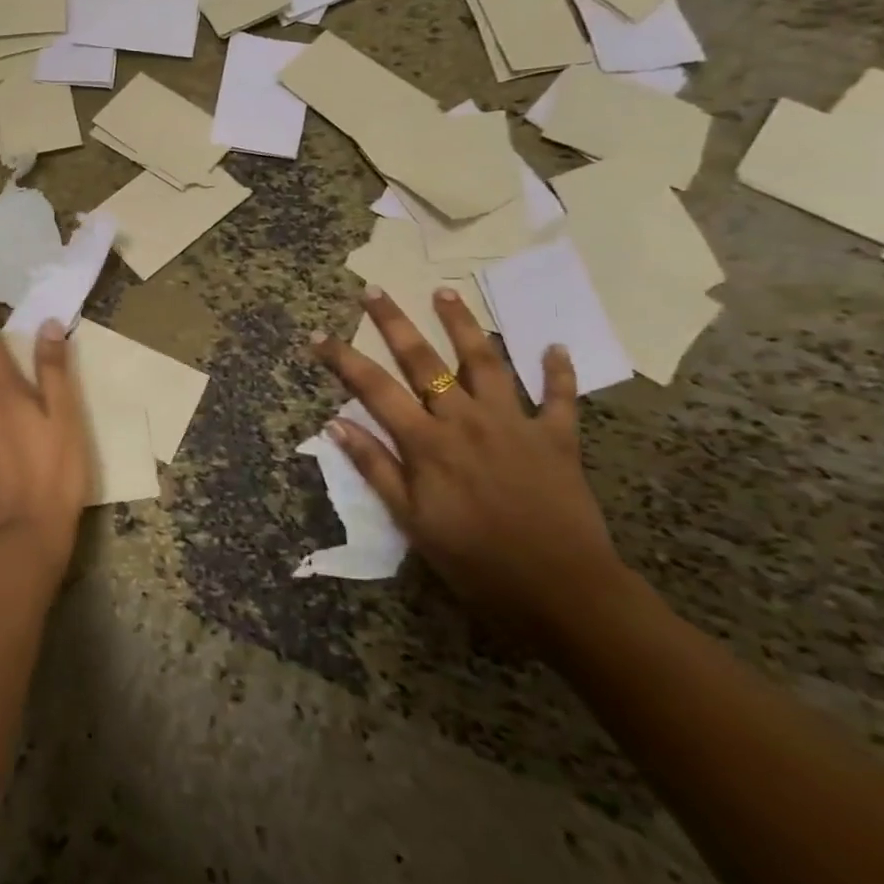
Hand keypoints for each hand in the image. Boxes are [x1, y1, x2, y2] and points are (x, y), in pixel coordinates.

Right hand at [312, 286, 630, 649]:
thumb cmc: (476, 562)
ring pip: (486, 362)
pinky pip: (560, 398)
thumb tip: (335, 424)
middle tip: (375, 290)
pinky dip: (558, 371)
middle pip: (424, 362)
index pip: (373, 389)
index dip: (343, 359)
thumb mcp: (412, 522)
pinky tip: (554, 346)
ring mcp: (514, 425)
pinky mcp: (558, 439)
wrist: (565, 592)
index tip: (318, 335)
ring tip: (445, 292)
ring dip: (463, 325)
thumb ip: (376, 468)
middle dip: (395, 323)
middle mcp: (466, 421)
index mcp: (427, 443)